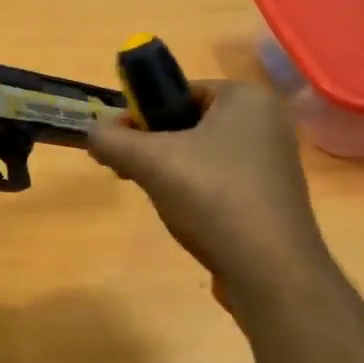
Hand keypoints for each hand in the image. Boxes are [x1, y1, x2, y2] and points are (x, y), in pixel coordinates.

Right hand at [88, 81, 330, 315]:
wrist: (269, 270)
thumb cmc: (213, 199)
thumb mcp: (151, 163)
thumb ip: (113, 141)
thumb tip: (92, 132)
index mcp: (246, 98)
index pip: (180, 92)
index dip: (141, 114)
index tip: (117, 144)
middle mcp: (266, 123)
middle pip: (189, 124)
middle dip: (153, 147)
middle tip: (128, 173)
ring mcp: (271, 162)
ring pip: (203, 156)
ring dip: (171, 172)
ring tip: (156, 197)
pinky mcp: (269, 198)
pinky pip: (220, 182)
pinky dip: (196, 193)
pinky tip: (184, 216)